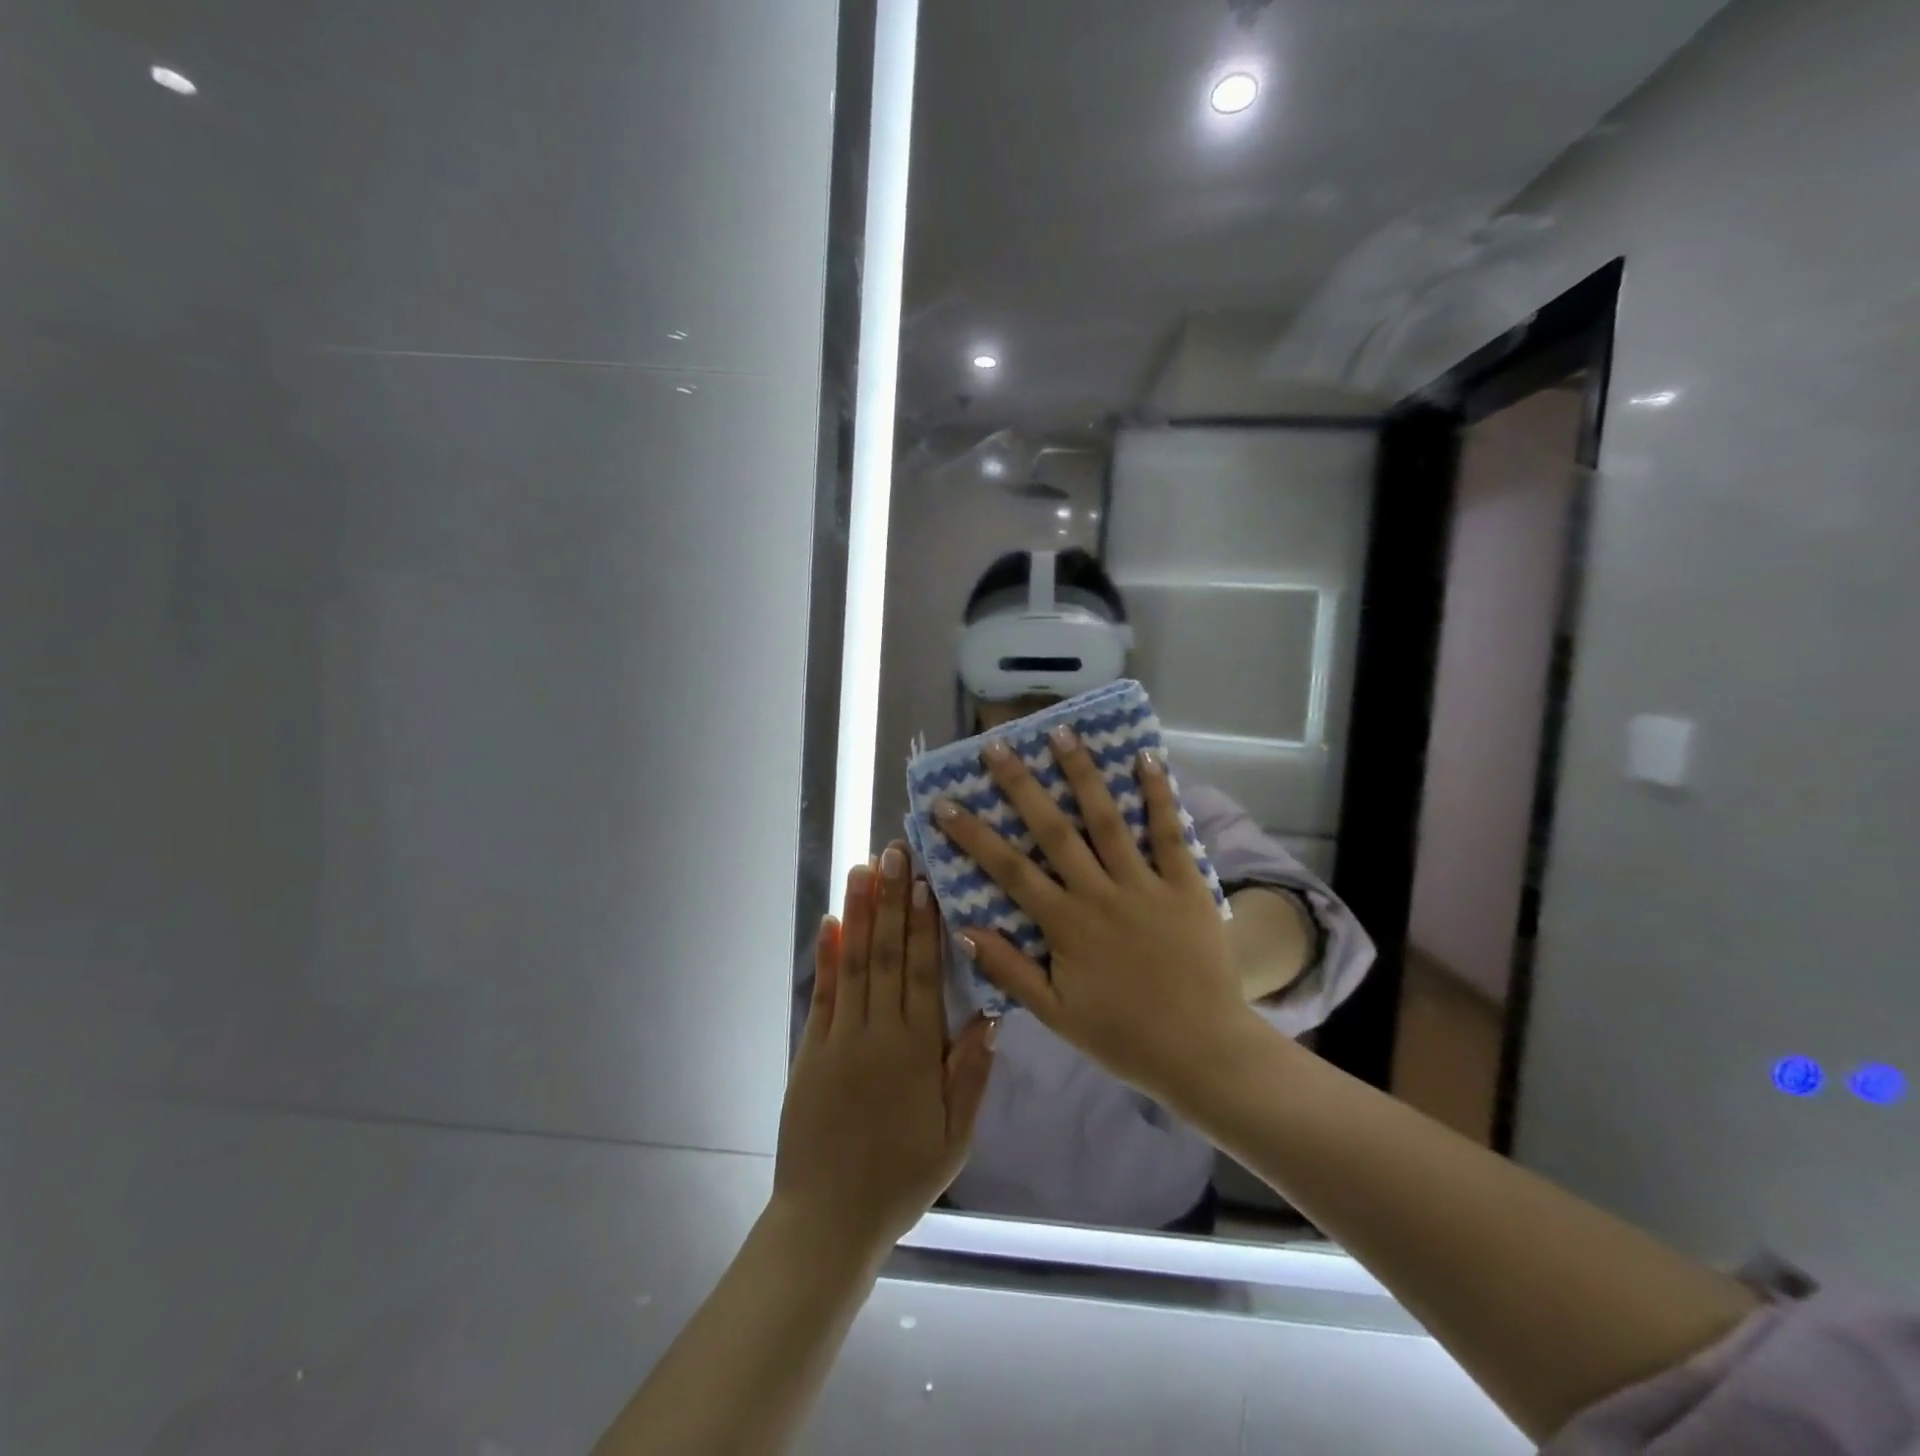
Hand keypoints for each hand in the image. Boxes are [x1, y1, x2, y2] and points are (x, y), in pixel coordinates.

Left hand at [773, 842, 997, 1261]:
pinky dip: (825, 956)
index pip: (923, 973)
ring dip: (858, 913)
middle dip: (891, 900)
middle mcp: (878, 1033)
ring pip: (853, 964)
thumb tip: (989, 1012)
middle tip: (894, 852)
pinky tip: (830, 922)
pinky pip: (821, 995)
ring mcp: (839, 1038)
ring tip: (862, 869)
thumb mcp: (955, 1137)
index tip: (925, 881)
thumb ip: (971, 1073)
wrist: (828, 1219)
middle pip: (887, 955)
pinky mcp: (810, 1051)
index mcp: (917, 1052)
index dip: (924, 924)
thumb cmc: (901, 1177)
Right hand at [930, 731, 1260, 1104]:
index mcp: (1066, 924)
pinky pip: (1171, 834)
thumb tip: (964, 928)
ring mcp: (1145, 885)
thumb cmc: (1123, 1035)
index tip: (945, 803)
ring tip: (1062, 732)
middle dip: (1021, 786)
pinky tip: (1147, 758)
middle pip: (1053, 830)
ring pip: (1108, 820)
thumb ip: (1009, 969)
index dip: (973, 835)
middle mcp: (1100, 893)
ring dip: (1083, 774)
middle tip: (997, 746)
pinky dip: (1159, 795)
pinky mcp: (1186, 885)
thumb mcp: (1055, 1013)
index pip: (1009, 869)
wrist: (1202, 1052)